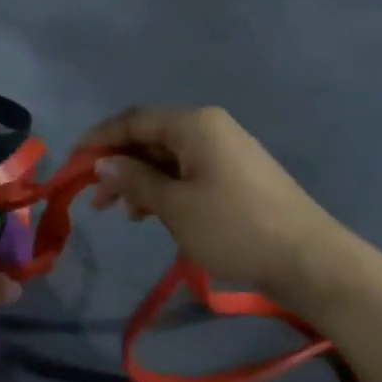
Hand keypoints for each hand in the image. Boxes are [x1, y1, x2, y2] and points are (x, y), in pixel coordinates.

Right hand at [76, 106, 372, 311]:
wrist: (310, 260)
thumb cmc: (234, 228)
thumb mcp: (175, 206)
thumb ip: (134, 180)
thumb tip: (102, 162)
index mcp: (194, 124)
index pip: (133, 120)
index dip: (98, 139)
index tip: (71, 165)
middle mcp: (209, 128)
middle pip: (149, 137)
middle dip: (118, 164)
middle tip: (94, 199)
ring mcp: (225, 151)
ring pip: (167, 157)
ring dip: (139, 180)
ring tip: (119, 212)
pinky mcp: (236, 176)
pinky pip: (188, 172)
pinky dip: (164, 189)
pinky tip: (151, 215)